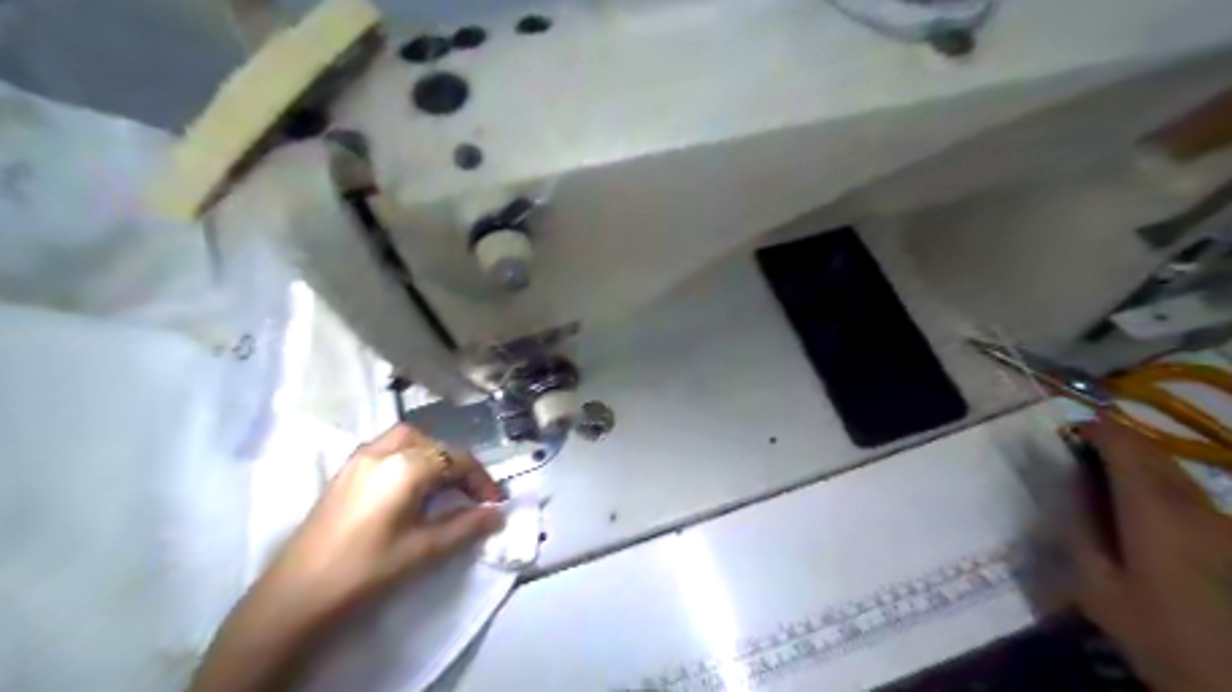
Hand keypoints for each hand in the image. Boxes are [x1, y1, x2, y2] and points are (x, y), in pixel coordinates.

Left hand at [189, 425, 505, 690]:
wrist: (297, 594)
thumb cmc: (366, 569)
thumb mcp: (423, 549)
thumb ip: (466, 526)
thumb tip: (497, 514)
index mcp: (405, 467)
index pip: (456, 459)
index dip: (481, 480)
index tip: (494, 504)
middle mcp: (382, 451)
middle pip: (433, 443)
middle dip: (457, 464)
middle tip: (468, 494)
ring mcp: (359, 458)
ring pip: (407, 438)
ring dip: (431, 454)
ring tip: (440, 484)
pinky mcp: (344, 471)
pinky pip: (385, 447)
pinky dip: (407, 456)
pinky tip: (408, 486)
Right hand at [1069, 420, 1230, 690]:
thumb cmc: (1158, 634)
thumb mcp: (1097, 586)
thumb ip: (1083, 527)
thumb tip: (1075, 483)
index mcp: (1154, 513)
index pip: (1126, 449)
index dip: (1097, 431)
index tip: (1068, 430)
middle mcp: (1195, 508)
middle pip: (1156, 455)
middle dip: (1118, 442)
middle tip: (1081, 448)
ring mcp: (1223, 524)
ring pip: (1176, 474)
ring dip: (1140, 463)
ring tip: (1105, 473)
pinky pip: (1189, 496)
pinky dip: (1159, 485)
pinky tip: (1141, 506)